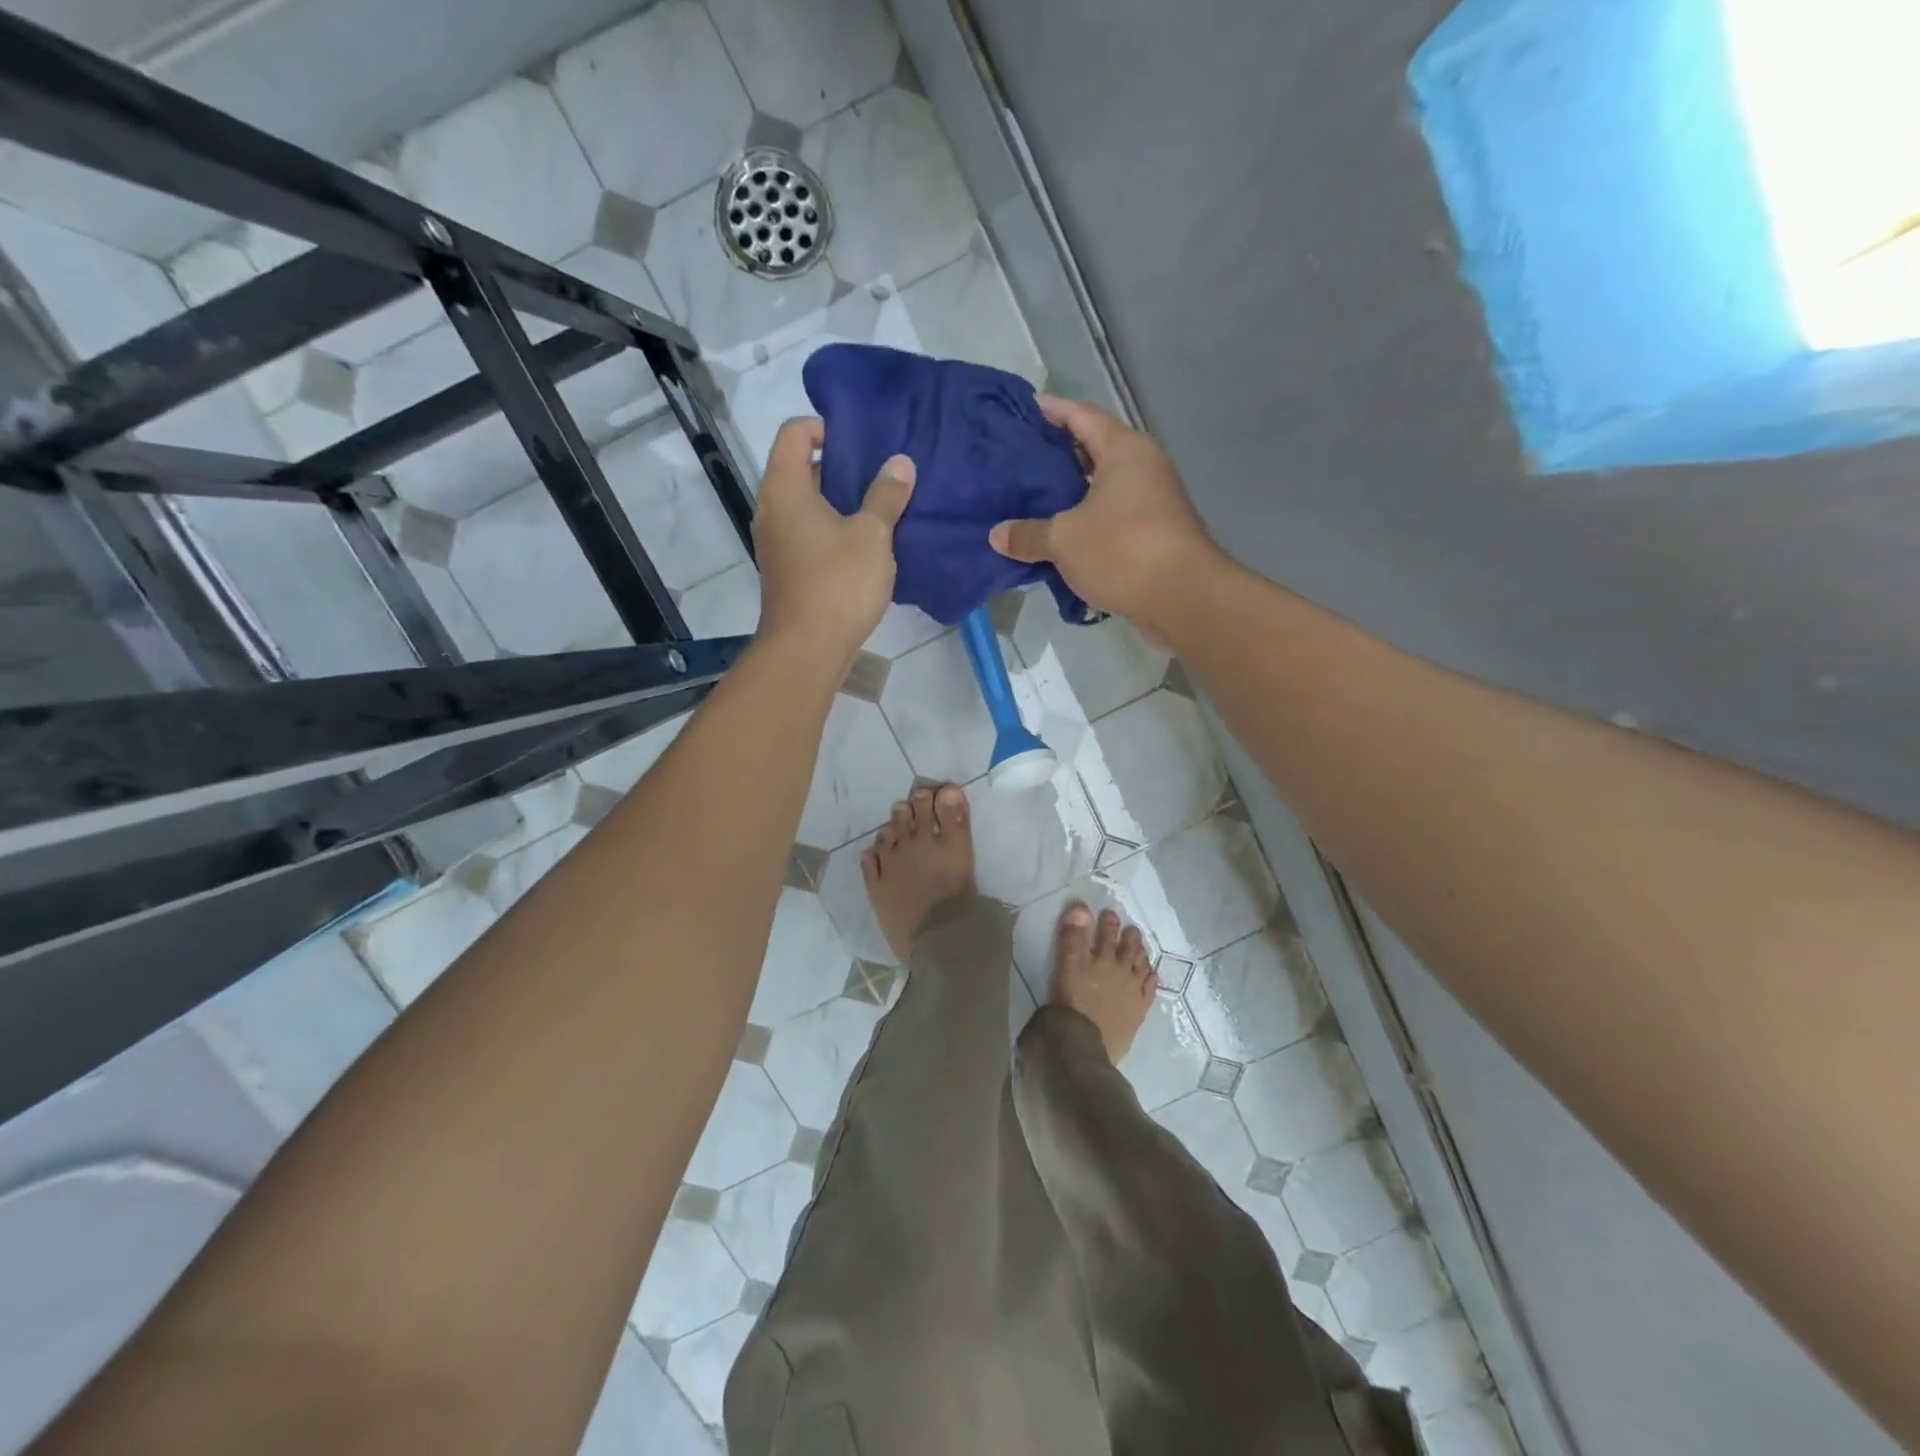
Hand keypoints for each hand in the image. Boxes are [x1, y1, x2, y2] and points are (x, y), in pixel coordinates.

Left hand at [753, 417, 914, 665]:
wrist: (807, 649)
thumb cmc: (838, 583)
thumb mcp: (872, 535)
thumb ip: (886, 495)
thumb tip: (900, 463)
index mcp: (785, 488)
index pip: (794, 432)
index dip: (826, 428)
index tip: (862, 445)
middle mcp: (772, 509)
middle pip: (801, 468)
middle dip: (842, 467)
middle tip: (882, 476)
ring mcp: (776, 542)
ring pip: (808, 505)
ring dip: (841, 503)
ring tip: (881, 510)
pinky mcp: (787, 569)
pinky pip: (810, 534)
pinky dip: (834, 530)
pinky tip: (867, 547)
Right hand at [989, 396, 1221, 631]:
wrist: (1183, 598)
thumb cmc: (1122, 550)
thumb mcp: (1064, 540)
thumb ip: (1028, 534)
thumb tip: (997, 535)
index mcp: (1124, 450)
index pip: (1082, 416)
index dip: (1052, 411)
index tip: (1025, 410)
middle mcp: (1143, 466)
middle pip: (1094, 450)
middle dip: (1058, 455)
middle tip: (1020, 460)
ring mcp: (1153, 500)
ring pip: (1103, 488)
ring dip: (1071, 493)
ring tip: (1032, 500)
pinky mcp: (1154, 533)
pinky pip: (1111, 517)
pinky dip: (1086, 521)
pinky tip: (1058, 536)